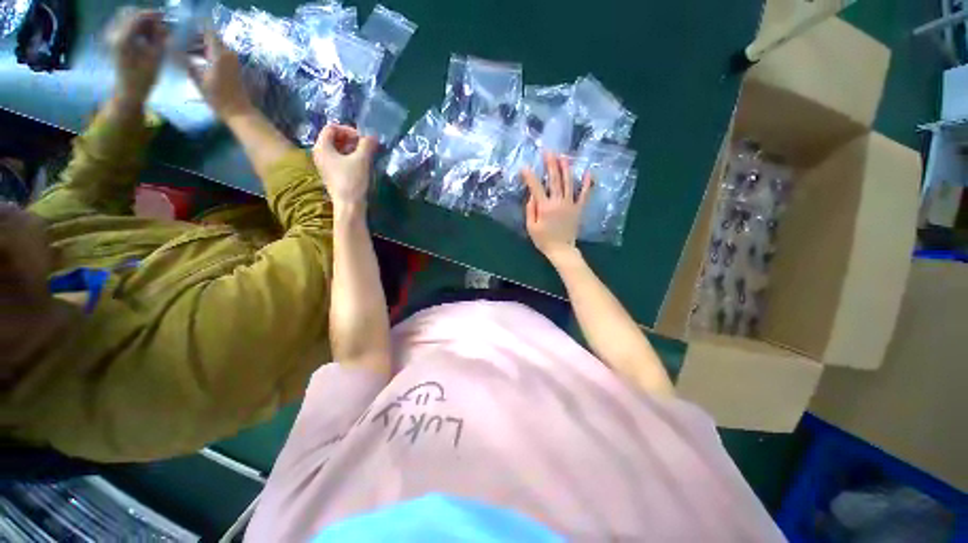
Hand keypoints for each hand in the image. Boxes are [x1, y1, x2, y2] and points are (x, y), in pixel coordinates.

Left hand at [106, 8, 168, 105]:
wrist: (128, 91)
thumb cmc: (144, 78)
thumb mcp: (156, 57)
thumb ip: (159, 37)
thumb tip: (162, 24)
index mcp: (123, 38)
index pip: (137, 16)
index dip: (152, 14)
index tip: (165, 17)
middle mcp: (114, 34)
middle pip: (129, 14)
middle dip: (145, 17)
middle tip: (159, 24)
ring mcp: (112, 37)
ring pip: (127, 19)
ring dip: (141, 22)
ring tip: (154, 32)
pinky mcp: (113, 41)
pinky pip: (124, 26)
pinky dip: (136, 28)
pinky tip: (145, 36)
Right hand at [184, 31, 253, 119]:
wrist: (238, 110)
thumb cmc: (217, 96)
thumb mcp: (199, 79)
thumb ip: (189, 63)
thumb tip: (178, 53)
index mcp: (220, 54)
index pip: (208, 33)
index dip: (195, 31)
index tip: (183, 34)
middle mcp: (228, 54)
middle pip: (211, 40)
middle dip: (196, 40)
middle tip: (182, 45)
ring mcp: (233, 61)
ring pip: (215, 47)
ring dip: (202, 48)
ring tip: (186, 53)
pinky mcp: (234, 68)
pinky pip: (220, 56)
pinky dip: (209, 55)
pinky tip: (197, 61)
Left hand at [313, 125, 377, 209]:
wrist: (349, 206)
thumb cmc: (352, 181)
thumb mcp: (361, 160)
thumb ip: (367, 144)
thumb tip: (373, 135)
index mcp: (322, 147)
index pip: (332, 128)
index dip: (348, 129)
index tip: (363, 138)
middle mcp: (319, 154)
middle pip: (333, 138)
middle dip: (350, 139)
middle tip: (365, 145)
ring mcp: (324, 165)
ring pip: (337, 149)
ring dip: (351, 148)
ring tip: (365, 154)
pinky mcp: (331, 175)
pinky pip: (338, 159)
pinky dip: (349, 157)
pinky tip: (361, 164)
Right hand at [521, 153, 592, 264]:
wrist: (561, 250)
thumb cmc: (543, 240)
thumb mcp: (531, 227)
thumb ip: (530, 210)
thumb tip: (532, 195)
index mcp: (545, 207)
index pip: (536, 187)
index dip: (530, 177)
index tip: (525, 167)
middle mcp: (558, 202)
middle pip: (554, 180)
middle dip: (550, 164)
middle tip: (548, 152)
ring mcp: (570, 204)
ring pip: (569, 183)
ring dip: (566, 168)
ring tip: (563, 156)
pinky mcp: (579, 208)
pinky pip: (584, 194)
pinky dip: (587, 183)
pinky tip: (588, 172)